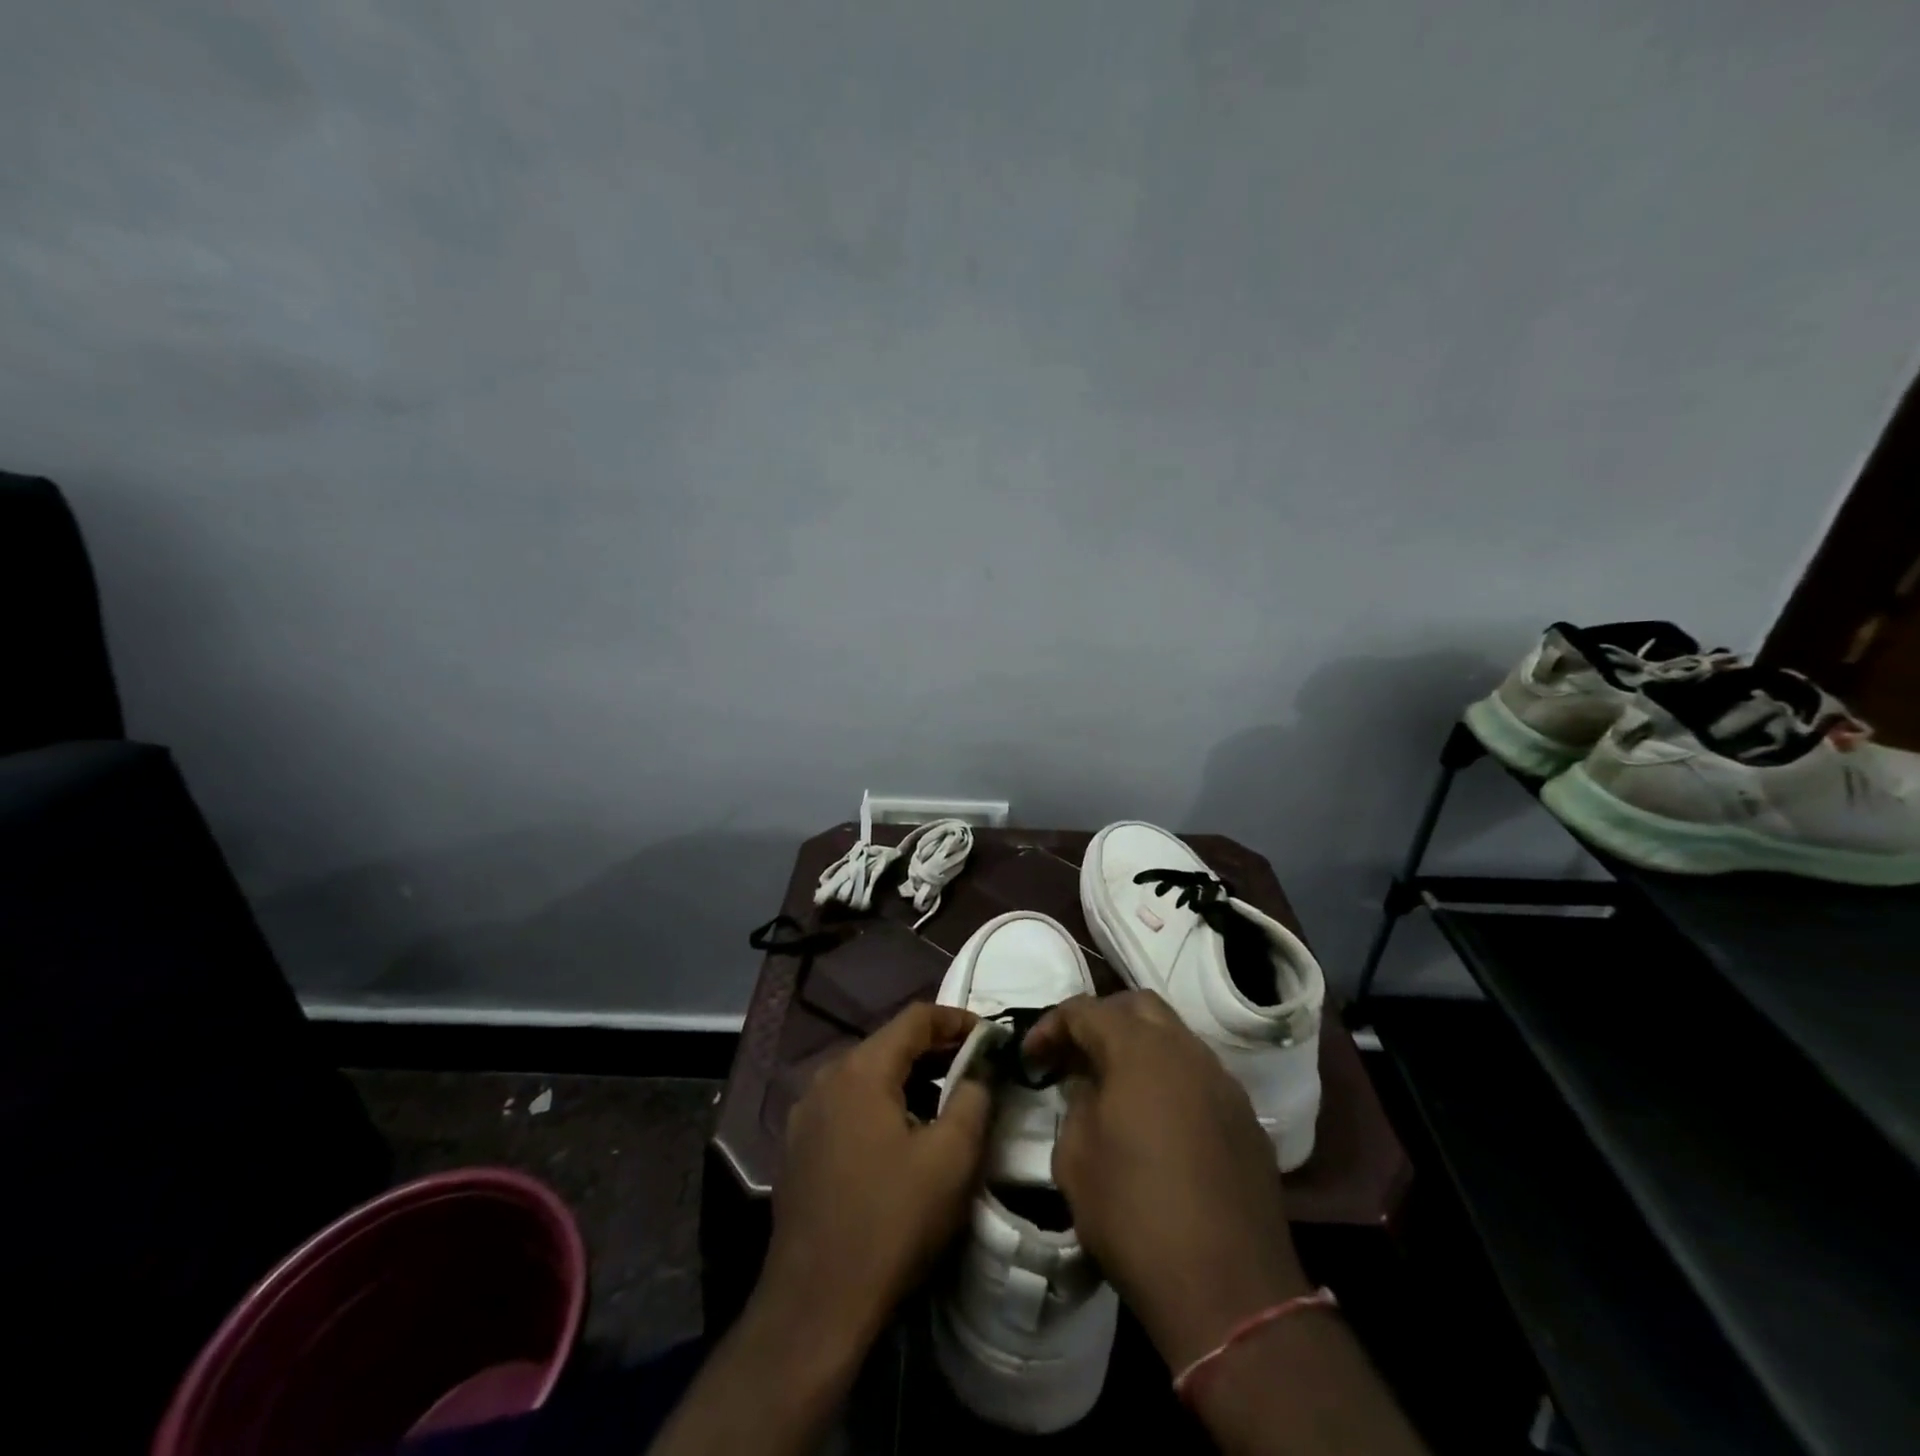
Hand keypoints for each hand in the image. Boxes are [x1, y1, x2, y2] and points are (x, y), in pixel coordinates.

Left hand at [761, 1001, 991, 1348]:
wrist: (815, 1305)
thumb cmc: (891, 1222)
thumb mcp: (951, 1158)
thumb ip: (973, 1098)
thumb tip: (980, 1070)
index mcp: (861, 1069)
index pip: (916, 1018)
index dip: (957, 1019)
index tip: (991, 1036)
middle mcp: (826, 1077)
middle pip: (889, 1043)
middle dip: (936, 1050)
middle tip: (976, 1068)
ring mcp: (806, 1113)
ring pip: (867, 1075)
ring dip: (909, 1079)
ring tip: (945, 1102)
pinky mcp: (799, 1146)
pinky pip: (848, 1104)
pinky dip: (882, 1104)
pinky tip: (902, 1136)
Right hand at [1025, 992, 1311, 1371]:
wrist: (1229, 1290)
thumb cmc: (1135, 1217)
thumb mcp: (1075, 1160)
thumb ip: (1077, 1105)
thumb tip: (1091, 1089)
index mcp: (1139, 1051)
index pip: (1086, 1011)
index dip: (1051, 1027)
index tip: (1030, 1058)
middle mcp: (1186, 1051)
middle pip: (1137, 1007)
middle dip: (1100, 1021)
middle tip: (1075, 1057)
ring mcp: (1223, 1082)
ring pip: (1174, 1037)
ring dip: (1138, 1048)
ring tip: (1114, 1087)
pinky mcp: (1246, 1118)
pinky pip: (1199, 1076)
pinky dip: (1170, 1080)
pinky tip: (1157, 1121)